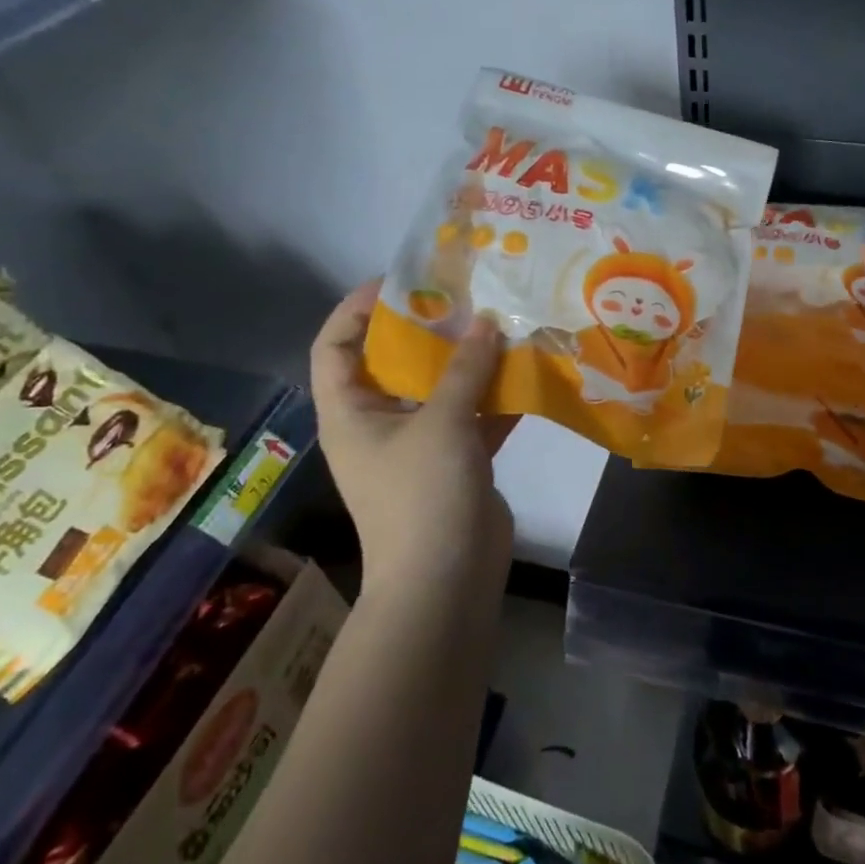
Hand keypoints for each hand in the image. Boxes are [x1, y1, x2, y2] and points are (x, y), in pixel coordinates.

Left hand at [310, 280, 517, 585]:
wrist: (447, 582)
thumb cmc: (423, 496)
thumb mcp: (442, 424)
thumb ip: (465, 370)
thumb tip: (487, 321)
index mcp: (351, 412)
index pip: (335, 346)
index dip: (357, 308)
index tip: (402, 281)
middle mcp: (379, 423)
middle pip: (394, 362)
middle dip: (428, 329)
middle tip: (466, 298)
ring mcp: (419, 445)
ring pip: (441, 390)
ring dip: (469, 363)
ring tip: (502, 325)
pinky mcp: (456, 463)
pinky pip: (473, 418)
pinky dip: (496, 398)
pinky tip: (528, 374)